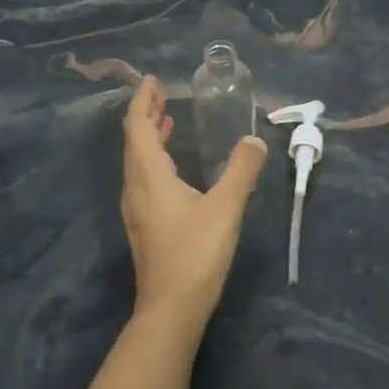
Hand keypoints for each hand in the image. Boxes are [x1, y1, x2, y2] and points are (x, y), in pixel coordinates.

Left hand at [121, 76, 267, 327]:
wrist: (171, 309)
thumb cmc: (195, 253)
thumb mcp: (226, 207)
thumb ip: (242, 170)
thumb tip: (254, 140)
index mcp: (149, 176)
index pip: (137, 126)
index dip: (143, 100)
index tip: (152, 80)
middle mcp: (136, 188)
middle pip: (133, 141)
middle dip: (145, 114)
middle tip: (161, 93)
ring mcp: (137, 209)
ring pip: (137, 161)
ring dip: (149, 137)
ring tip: (166, 120)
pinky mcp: (145, 226)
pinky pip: (144, 178)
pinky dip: (155, 159)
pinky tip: (173, 166)